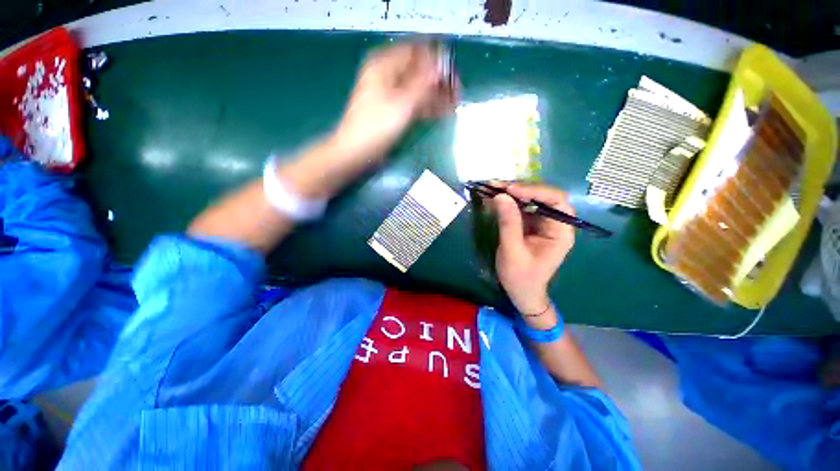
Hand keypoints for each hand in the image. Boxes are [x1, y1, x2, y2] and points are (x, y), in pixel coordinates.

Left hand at [333, 41, 457, 161]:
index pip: (416, 52)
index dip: (436, 60)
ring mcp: (391, 94)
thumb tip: (441, 67)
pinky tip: (443, 111)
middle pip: (419, 71)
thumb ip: (423, 84)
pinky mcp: (394, 111)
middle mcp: (388, 75)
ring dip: (436, 94)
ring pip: (418, 88)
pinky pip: (414, 103)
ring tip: (456, 102)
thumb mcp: (402, 103)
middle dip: (439, 80)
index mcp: (385, 65)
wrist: (356, 152)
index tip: (453, 73)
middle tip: (458, 91)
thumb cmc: (376, 126)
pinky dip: (428, 106)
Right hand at [492, 184, 574, 319]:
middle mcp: (555, 223)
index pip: (556, 201)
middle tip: (496, 185)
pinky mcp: (530, 225)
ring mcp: (542, 223)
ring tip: (491, 188)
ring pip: (530, 200)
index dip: (535, 191)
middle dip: (520, 189)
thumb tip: (501, 196)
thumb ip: (508, 224)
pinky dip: (507, 202)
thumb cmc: (521, 277)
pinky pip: (520, 208)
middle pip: (543, 196)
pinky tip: (494, 198)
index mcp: (561, 232)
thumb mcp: (512, 251)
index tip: (510, 190)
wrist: (522, 293)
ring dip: (511, 193)